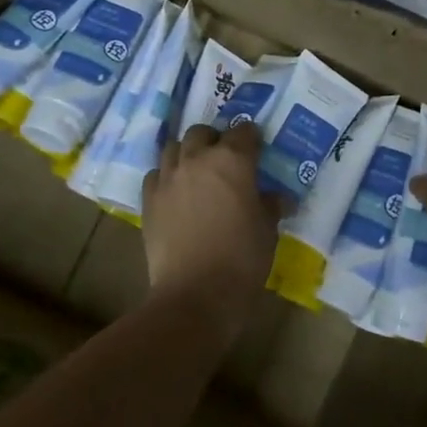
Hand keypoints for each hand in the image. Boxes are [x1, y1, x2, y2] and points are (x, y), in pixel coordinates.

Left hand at [142, 122, 290, 342]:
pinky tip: (175, 193)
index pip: (244, 132)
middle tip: (225, 160)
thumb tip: (277, 198)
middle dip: (214, 140)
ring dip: (187, 153)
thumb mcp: (268, 230)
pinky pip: (156, 174)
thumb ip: (270, 206)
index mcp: (232, 160)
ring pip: (174, 148)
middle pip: (202, 133)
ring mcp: (168, 178)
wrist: (195, 294)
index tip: (257, 150)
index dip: (252, 139)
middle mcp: (197, 160)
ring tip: (197, 172)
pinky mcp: (149, 200)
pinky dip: (166, 176)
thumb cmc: (242, 259)